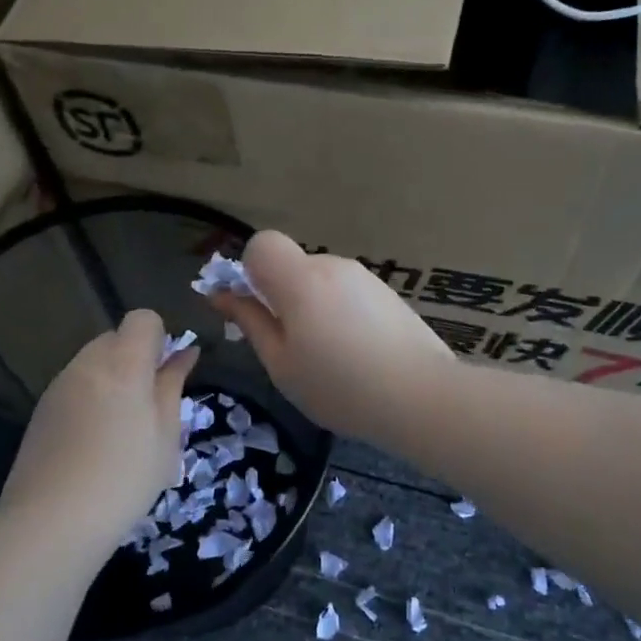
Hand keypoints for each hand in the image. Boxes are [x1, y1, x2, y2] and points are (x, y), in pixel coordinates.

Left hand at [0, 310, 196, 557]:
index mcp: (123, 363)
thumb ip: (173, 385)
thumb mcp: (166, 436)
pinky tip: (92, 443)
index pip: (143, 319)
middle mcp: (87, 362)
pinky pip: (74, 385)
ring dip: (112, 379)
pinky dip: (89, 398)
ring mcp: (59, 384)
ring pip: (93, 362)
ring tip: (119, 430)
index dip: (160, 338)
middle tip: (148, 406)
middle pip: (116, 338)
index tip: (166, 374)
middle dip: (135, 359)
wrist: (53, 519)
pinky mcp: (42, 408)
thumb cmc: (125, 478)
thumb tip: (186, 352)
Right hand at [213, 231, 454, 445]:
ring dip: (313, 307)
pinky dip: (341, 314)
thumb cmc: (339, 386)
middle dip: (282, 296)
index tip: (257, 311)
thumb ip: (249, 321)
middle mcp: (333, 266)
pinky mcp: (388, 294)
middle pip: (292, 265)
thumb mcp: (281, 363)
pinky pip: (347, 294)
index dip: (250, 272)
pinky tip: (358, 355)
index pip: (262, 244)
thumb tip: (219, 294)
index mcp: (300, 279)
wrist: (421, 396)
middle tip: (292, 348)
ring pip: (321, 281)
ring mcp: (365, 278)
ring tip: (331, 359)